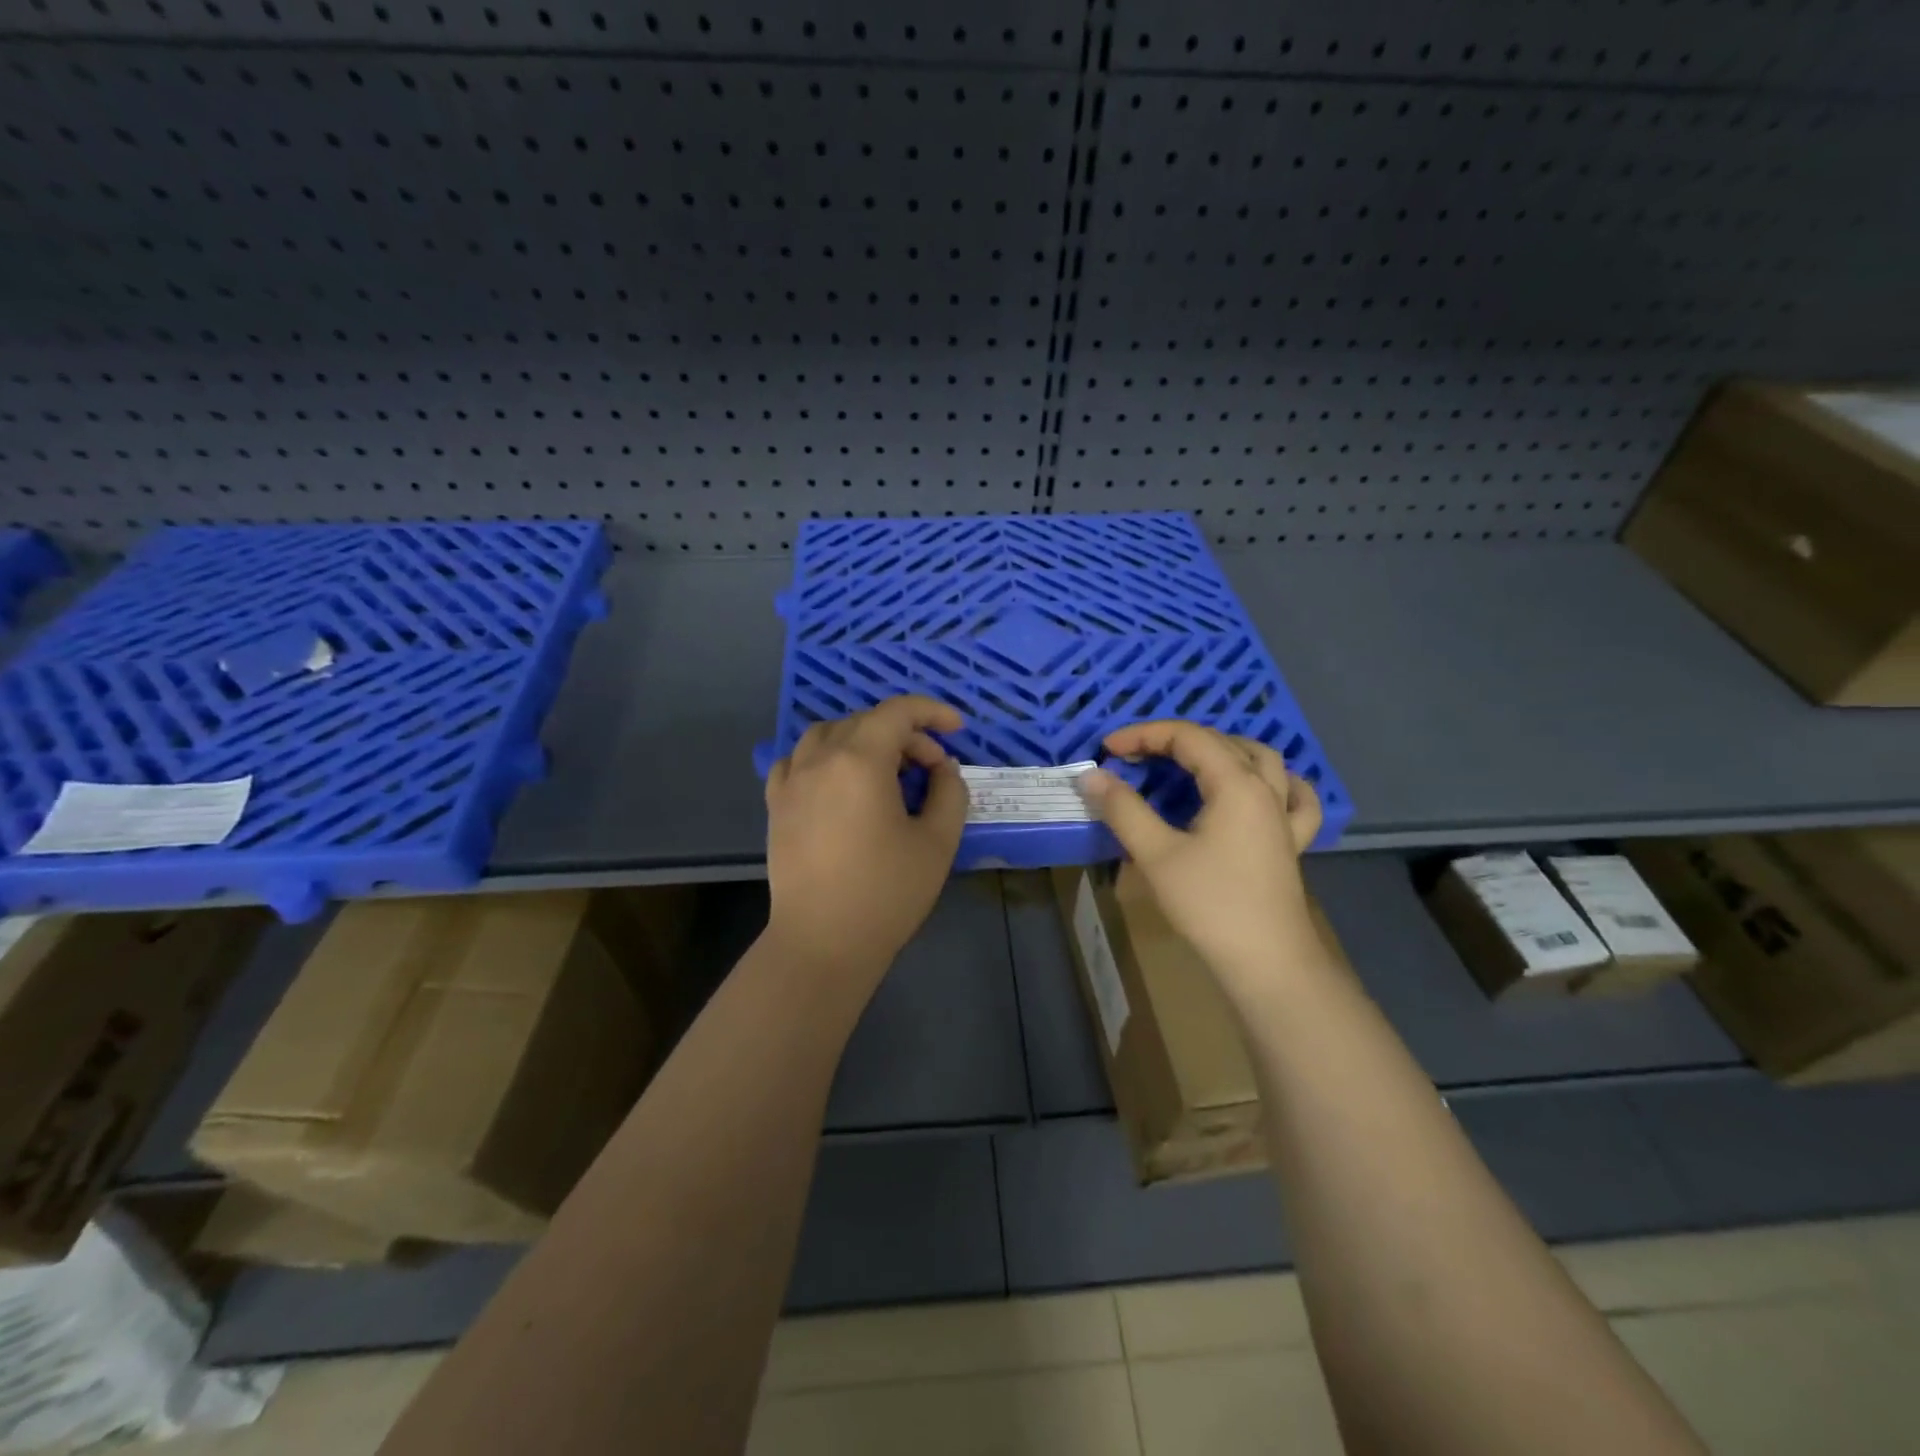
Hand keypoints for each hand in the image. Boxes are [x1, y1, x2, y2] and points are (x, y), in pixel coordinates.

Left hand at [764, 696, 969, 984]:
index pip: (897, 713)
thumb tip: (943, 769)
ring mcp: (792, 780)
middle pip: (866, 722)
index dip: (932, 712)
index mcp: (860, 761)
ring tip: (886, 769)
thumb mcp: (938, 841)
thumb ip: (949, 792)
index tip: (957, 728)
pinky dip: (824, 756)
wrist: (822, 941)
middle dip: (906, 735)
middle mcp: (820, 759)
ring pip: (828, 733)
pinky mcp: (777, 804)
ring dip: (863, 739)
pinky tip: (838, 780)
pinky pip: (798, 759)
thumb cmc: (886, 892)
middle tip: (932, 769)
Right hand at [1078, 721, 1327, 999]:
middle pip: (1220, 742)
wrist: (1267, 962)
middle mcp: (1265, 789)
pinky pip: (1294, 797)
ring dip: (1222, 749)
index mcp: (1235, 784)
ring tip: (1192, 758)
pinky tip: (1265, 787)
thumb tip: (1092, 775)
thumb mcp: (1156, 854)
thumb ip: (1123, 809)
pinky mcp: (1291, 842)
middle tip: (1134, 757)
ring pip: (1261, 760)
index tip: (1108, 749)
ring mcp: (1283, 815)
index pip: (1187, 737)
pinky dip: (1277, 782)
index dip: (1143, 735)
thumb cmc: (1210, 905)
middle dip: (1173, 740)